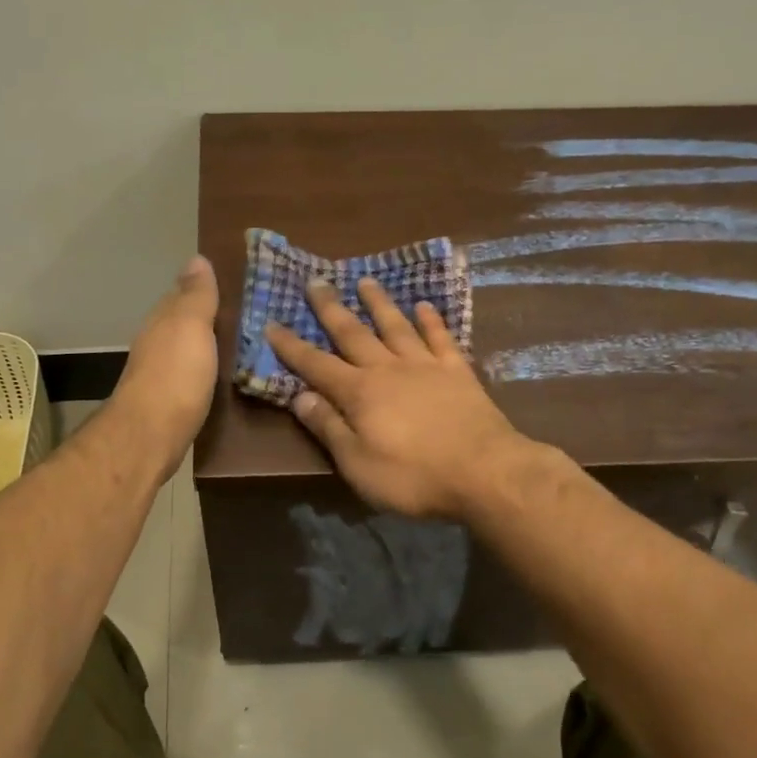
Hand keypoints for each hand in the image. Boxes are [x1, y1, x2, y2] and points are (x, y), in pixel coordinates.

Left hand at [109, 255, 219, 479]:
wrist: (151, 435)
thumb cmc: (175, 375)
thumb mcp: (190, 326)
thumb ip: (196, 296)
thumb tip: (196, 258)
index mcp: (163, 321)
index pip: (182, 295)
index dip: (203, 289)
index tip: (232, 286)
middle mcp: (156, 343)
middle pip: (182, 324)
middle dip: (205, 318)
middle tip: (243, 316)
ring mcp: (160, 375)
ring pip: (185, 350)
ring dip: (205, 346)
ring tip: (237, 345)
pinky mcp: (169, 403)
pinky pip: (190, 376)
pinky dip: (203, 371)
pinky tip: (218, 376)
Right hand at [265, 277, 528, 519]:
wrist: (484, 472)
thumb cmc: (413, 476)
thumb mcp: (358, 464)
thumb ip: (329, 428)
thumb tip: (300, 397)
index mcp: (359, 393)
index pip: (316, 365)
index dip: (292, 346)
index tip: (272, 323)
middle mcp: (388, 369)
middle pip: (353, 333)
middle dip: (331, 309)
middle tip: (316, 281)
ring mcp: (425, 366)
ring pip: (396, 326)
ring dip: (379, 303)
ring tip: (366, 281)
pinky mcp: (458, 371)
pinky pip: (440, 337)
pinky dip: (430, 320)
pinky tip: (423, 305)